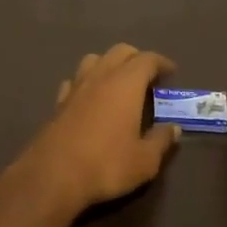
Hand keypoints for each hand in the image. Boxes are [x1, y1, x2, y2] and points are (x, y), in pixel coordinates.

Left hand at [0, 44, 181, 217]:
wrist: (53, 175)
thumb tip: (173, 128)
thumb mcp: (145, 160)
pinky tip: (90, 98)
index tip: (171, 72)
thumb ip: (161, 140)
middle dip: (136, 58)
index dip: (161, 63)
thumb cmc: (106, 164)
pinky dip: (87, 82)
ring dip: (109, 64)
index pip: (147, 60)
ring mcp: (76, 87)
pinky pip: (75, 80)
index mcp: (126, 84)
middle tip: (148, 76)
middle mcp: (100, 77)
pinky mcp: (58, 102)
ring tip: (119, 83)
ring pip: (94, 60)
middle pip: (119, 52)